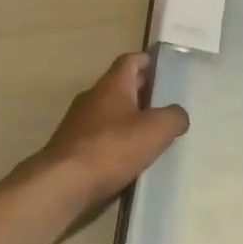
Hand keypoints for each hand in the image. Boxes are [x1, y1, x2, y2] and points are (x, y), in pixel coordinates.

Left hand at [39, 54, 187, 206]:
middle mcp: (93, 96)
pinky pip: (99, 135)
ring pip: (109, 111)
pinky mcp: (72, 146)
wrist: (63, 183)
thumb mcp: (155, 130)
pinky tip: (128, 158)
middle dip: (142, 91)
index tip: (164, 69)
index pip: (130, 60)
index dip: (147, 61)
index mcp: (112, 84)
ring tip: (151, 133)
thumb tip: (179, 115)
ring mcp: (78, 121)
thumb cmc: (111, 148)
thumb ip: (173, 117)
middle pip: (120, 85)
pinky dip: (115, 140)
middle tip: (165, 103)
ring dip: (128, 117)